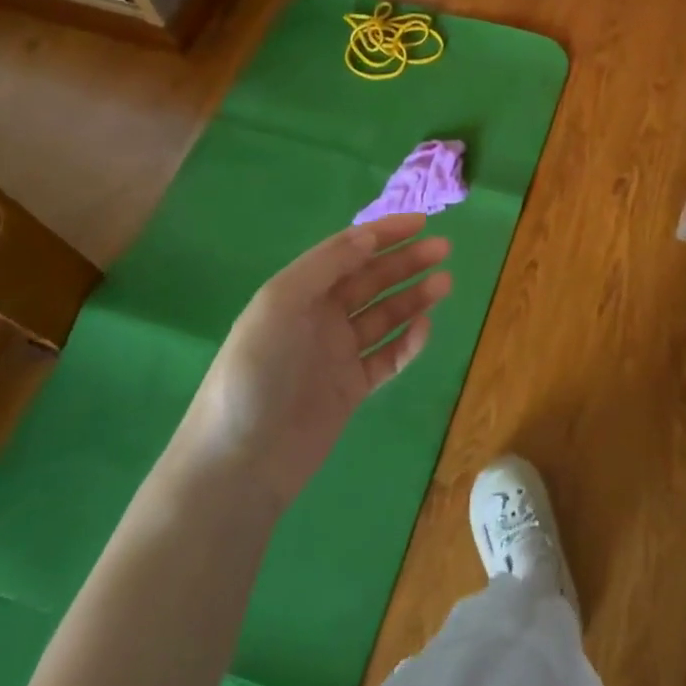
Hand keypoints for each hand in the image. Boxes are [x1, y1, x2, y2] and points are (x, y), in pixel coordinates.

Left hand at [184, 214, 450, 499]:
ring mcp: (337, 354)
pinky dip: (408, 342)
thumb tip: (369, 236)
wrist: (239, 464)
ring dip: (414, 296)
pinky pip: (388, 357)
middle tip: (443, 249)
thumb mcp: (280, 304)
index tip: (421, 222)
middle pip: (371, 279)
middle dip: (406, 261)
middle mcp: (319, 317)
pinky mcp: (351, 389)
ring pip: (385, 315)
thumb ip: (326, 266)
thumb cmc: (255, 373)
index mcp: (299, 292)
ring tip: (446, 282)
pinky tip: (424, 329)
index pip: (348, 251)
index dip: (383, 233)